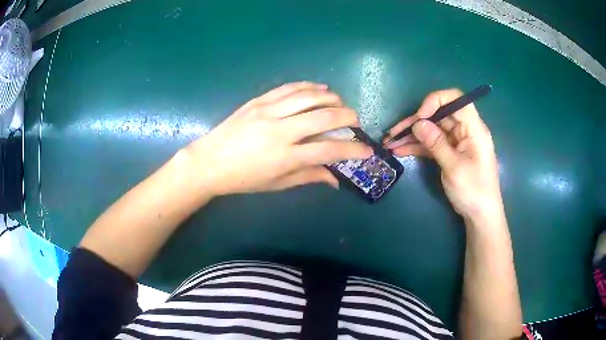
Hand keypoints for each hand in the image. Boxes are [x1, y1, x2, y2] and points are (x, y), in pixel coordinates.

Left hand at [184, 82, 372, 195]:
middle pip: (323, 117)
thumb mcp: (276, 184)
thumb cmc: (243, 178)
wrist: (209, 162)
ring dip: (331, 97)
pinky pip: (288, 88)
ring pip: (308, 96)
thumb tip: (335, 179)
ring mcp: (267, 112)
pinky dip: (308, 86)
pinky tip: (319, 88)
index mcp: (285, 157)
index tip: (366, 150)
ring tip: (340, 102)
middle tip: (355, 120)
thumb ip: (308, 177)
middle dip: (347, 116)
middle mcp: (279, 131)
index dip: (352, 150)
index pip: (328, 151)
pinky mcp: (258, 101)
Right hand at [384, 89, 501, 219]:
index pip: (456, 100)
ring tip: (390, 142)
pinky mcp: (449, 152)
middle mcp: (465, 130)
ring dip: (411, 135)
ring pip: (432, 129)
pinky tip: (399, 149)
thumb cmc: (474, 191)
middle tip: (394, 132)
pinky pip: (431, 143)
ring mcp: (456, 141)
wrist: (480, 215)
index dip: (436, 100)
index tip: (420, 115)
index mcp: (473, 129)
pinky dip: (416, 146)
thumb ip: (436, 143)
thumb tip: (418, 123)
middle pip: (439, 115)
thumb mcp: (454, 168)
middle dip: (415, 121)